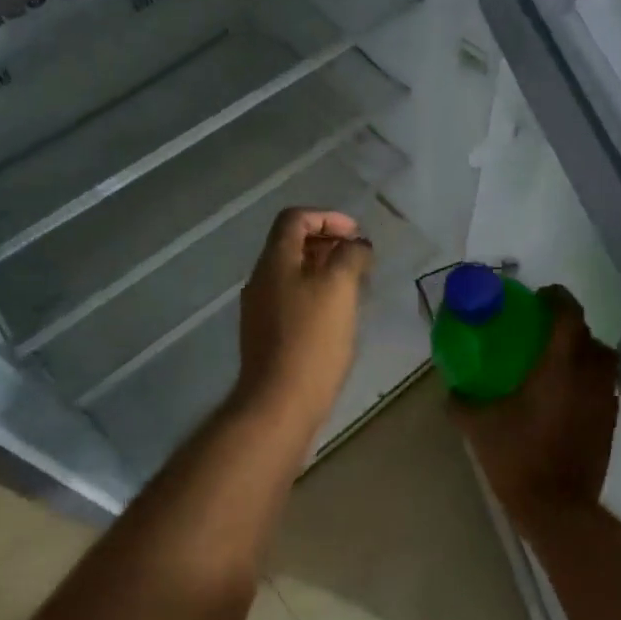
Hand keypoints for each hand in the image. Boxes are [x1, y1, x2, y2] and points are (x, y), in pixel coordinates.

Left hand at [235, 208, 373, 429]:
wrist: (279, 402)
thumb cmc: (312, 339)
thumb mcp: (339, 287)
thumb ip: (350, 256)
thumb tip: (357, 245)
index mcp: (274, 261)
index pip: (295, 219)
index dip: (328, 217)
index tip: (357, 235)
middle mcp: (261, 279)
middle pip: (292, 245)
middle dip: (329, 244)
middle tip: (360, 260)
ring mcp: (260, 309)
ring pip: (294, 274)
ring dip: (325, 270)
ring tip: (356, 286)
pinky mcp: (267, 335)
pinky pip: (293, 299)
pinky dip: (317, 294)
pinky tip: (338, 315)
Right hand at [451, 286, 619, 525]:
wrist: (558, 508)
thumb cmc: (518, 458)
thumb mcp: (478, 427)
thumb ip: (462, 403)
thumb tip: (452, 390)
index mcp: (560, 366)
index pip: (569, 314)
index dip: (557, 298)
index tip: (538, 298)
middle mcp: (590, 376)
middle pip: (589, 336)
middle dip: (569, 328)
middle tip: (541, 335)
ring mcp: (605, 400)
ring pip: (602, 362)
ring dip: (583, 355)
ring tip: (555, 366)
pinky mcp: (610, 423)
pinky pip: (603, 388)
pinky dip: (588, 383)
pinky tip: (562, 399)